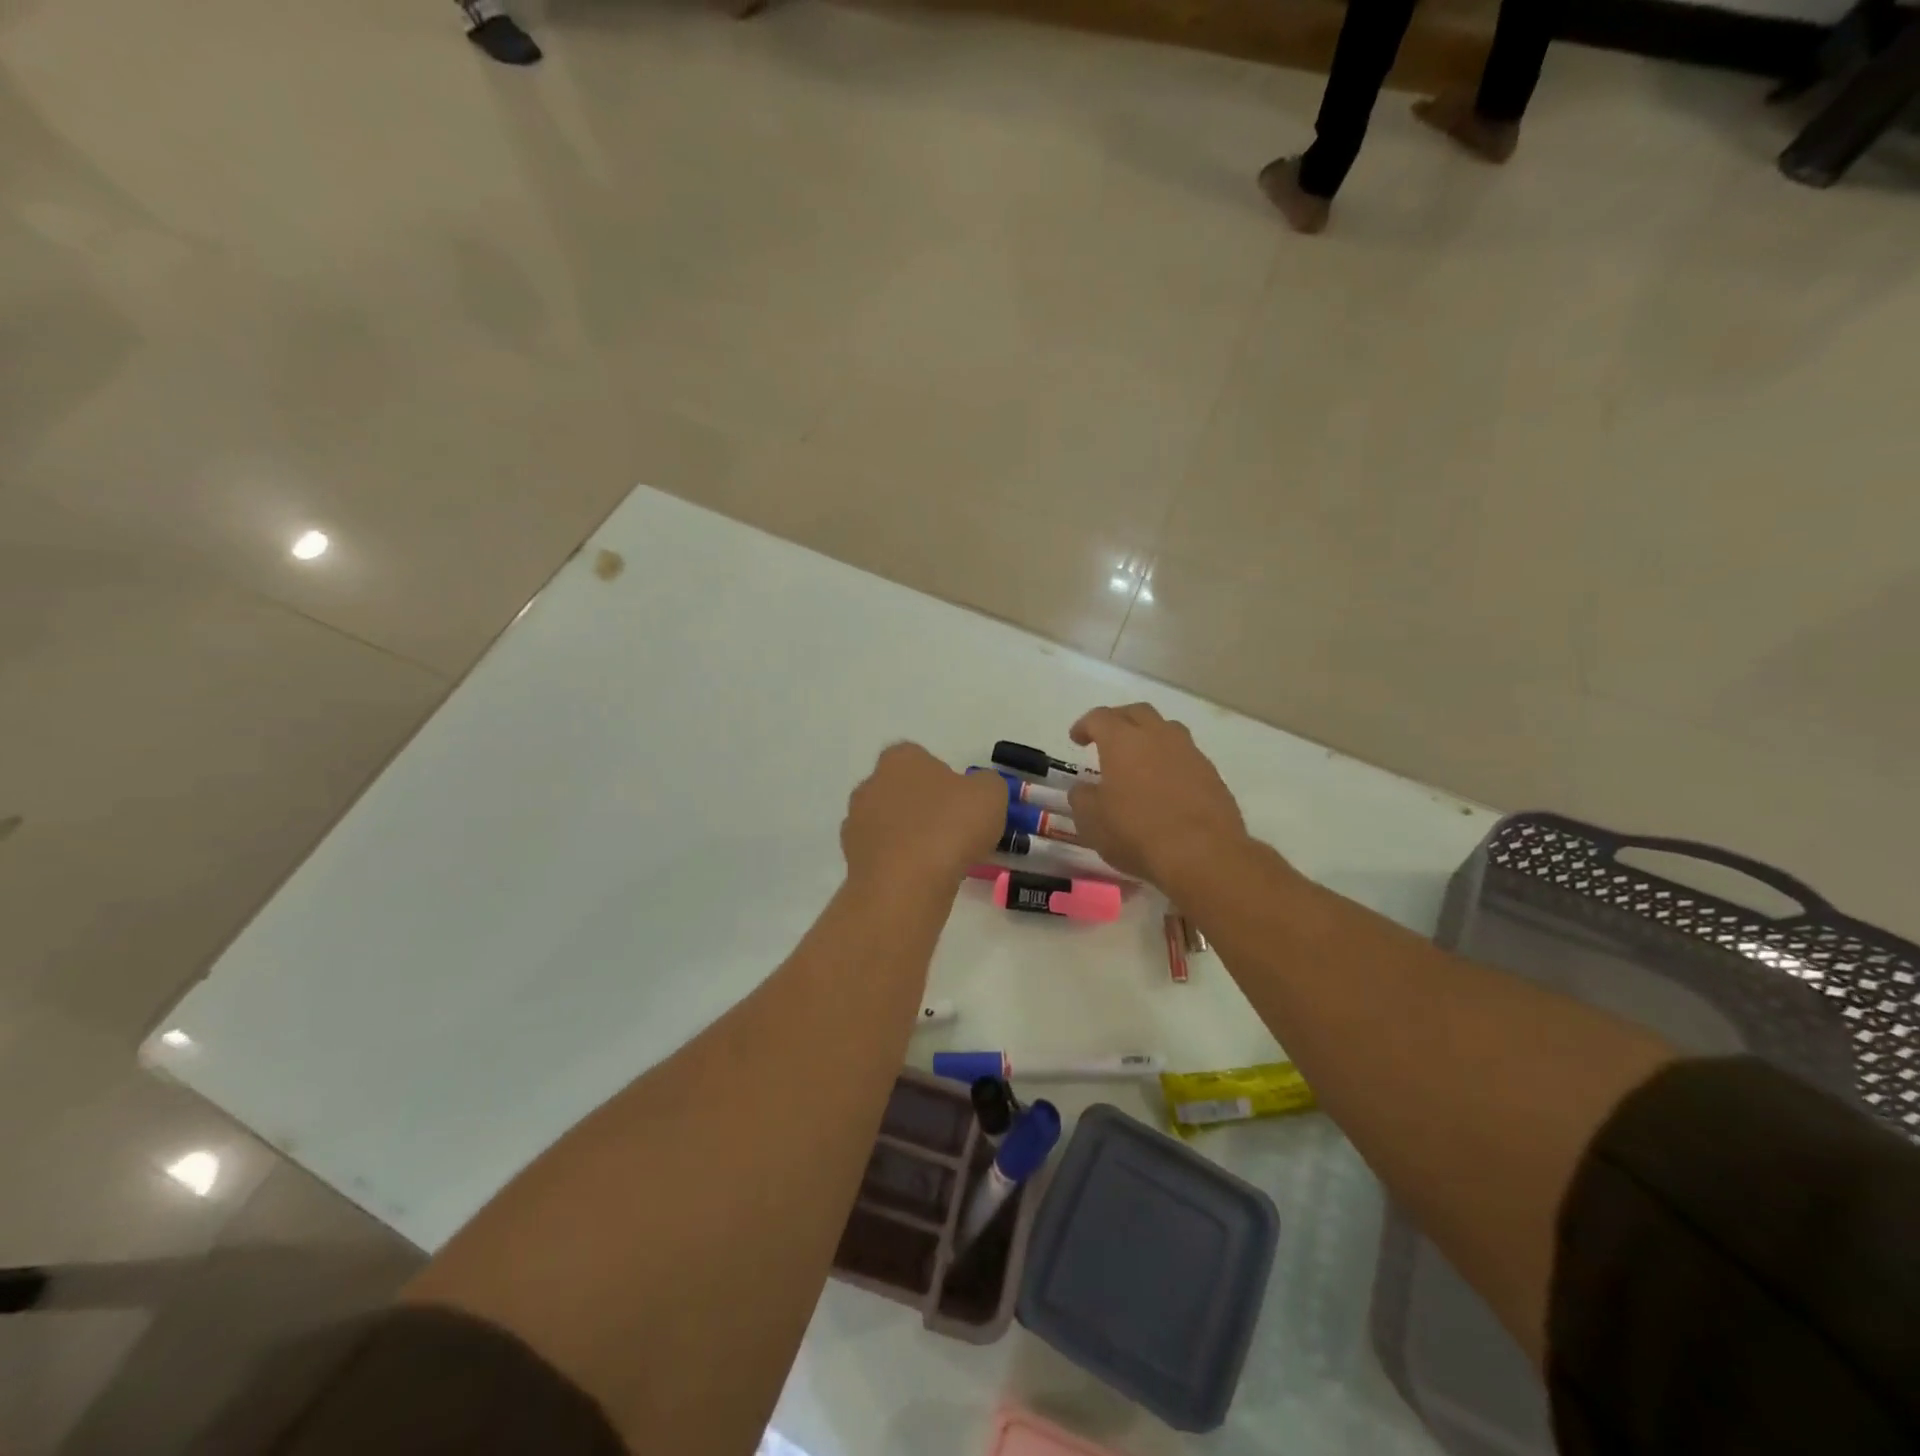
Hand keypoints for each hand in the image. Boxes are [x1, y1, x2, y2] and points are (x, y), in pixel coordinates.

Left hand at [841, 743, 1005, 888]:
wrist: (905, 885)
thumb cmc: (949, 827)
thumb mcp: (990, 794)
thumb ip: (987, 784)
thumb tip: (978, 790)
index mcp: (900, 759)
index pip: (921, 758)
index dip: (945, 779)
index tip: (963, 803)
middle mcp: (870, 783)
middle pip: (902, 790)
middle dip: (924, 807)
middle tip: (954, 831)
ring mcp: (856, 822)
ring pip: (890, 823)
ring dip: (910, 836)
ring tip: (939, 860)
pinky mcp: (852, 858)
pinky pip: (882, 854)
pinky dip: (898, 862)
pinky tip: (920, 878)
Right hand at [1065, 704, 1248, 887]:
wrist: (1203, 854)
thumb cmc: (1136, 833)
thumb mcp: (1092, 821)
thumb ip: (1082, 798)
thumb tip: (1084, 789)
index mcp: (1122, 741)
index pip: (1100, 717)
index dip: (1085, 725)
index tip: (1077, 739)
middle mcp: (1158, 736)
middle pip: (1137, 712)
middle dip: (1119, 720)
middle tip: (1108, 738)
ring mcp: (1190, 752)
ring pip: (1167, 729)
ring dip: (1150, 737)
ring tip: (1140, 759)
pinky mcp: (1212, 774)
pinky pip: (1186, 756)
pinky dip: (1171, 762)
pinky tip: (1166, 785)